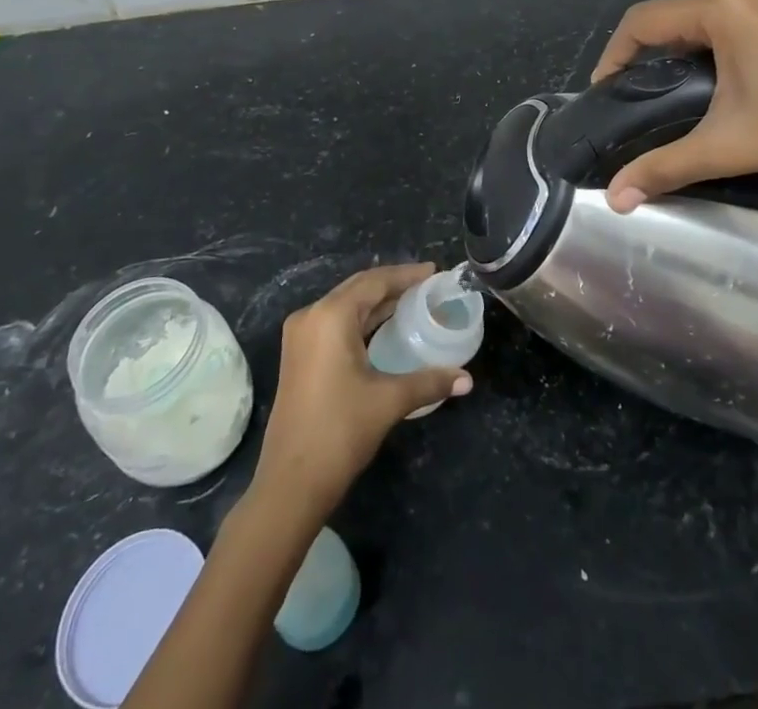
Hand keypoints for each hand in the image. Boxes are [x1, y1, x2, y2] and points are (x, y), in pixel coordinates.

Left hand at [253, 263, 472, 517]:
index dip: (407, 275)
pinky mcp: (298, 355)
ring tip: (413, 302)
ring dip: (377, 302)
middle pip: (359, 288)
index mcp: (331, 316)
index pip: (375, 281)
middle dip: (393, 285)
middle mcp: (311, 316)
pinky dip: (362, 319)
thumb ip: (429, 382)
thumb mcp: (389, 401)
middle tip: (428, 286)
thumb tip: (467, 380)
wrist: (290, 484)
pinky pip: (335, 323)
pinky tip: (385, 328)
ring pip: (346, 305)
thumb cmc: (340, 432)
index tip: (435, 272)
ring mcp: (301, 336)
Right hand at [592, 0, 757, 211]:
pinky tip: (720, 80)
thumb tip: (615, 201)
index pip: (644, 21)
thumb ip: (666, 166)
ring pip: (706, 15)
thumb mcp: (734, 145)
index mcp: (726, 4)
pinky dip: (716, 43)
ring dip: (683, 50)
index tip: (603, 95)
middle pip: (675, 16)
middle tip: (637, 103)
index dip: (614, 57)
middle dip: (650, 57)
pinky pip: (737, 16)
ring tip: (673, 96)